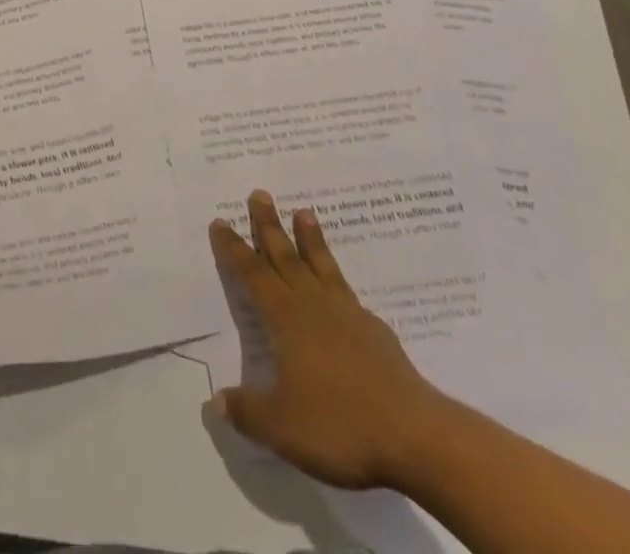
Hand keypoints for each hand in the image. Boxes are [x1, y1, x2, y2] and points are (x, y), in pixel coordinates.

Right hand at [207, 190, 456, 491]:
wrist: (414, 435)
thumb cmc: (340, 425)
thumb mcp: (282, 427)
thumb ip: (247, 411)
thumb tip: (215, 401)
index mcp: (286, 319)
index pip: (253, 275)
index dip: (235, 249)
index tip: (221, 221)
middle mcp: (314, 305)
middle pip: (286, 256)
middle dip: (269, 225)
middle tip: (260, 193)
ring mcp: (348, 314)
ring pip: (321, 265)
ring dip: (310, 238)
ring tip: (304, 211)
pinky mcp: (375, 331)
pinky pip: (348, 291)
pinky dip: (337, 278)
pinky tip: (340, 287)